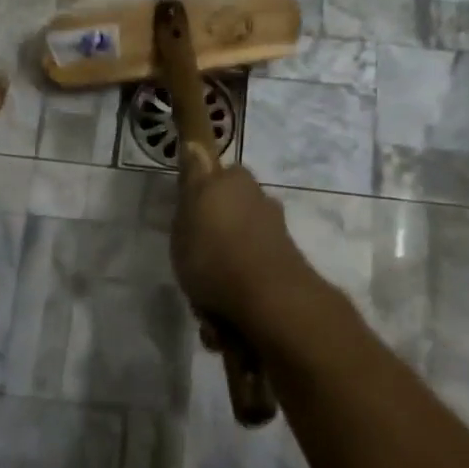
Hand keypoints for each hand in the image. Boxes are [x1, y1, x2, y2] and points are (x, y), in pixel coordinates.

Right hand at [171, 164, 313, 330]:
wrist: (267, 302)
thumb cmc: (215, 252)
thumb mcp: (189, 208)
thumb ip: (193, 177)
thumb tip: (196, 144)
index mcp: (238, 184)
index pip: (219, 176)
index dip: (201, 196)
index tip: (186, 220)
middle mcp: (261, 205)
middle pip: (228, 219)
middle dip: (210, 243)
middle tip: (191, 265)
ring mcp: (274, 241)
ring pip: (236, 256)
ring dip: (219, 279)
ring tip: (204, 305)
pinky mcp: (282, 275)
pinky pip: (247, 285)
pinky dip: (234, 301)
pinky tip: (222, 323)